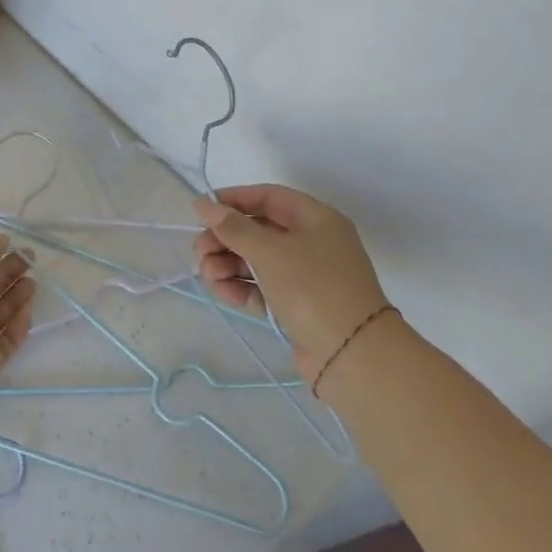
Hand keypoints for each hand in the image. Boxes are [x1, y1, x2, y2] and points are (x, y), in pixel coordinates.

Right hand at [192, 185, 389, 385]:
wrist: (352, 354)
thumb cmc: (312, 288)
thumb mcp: (270, 251)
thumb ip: (233, 227)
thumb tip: (203, 203)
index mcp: (316, 219)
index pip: (268, 197)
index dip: (233, 200)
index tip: (201, 211)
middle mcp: (312, 242)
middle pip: (258, 230)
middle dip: (225, 239)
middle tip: (199, 252)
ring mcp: (305, 275)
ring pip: (256, 260)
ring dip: (228, 264)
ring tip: (208, 276)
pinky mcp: (296, 304)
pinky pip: (261, 287)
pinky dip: (241, 287)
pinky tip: (224, 293)